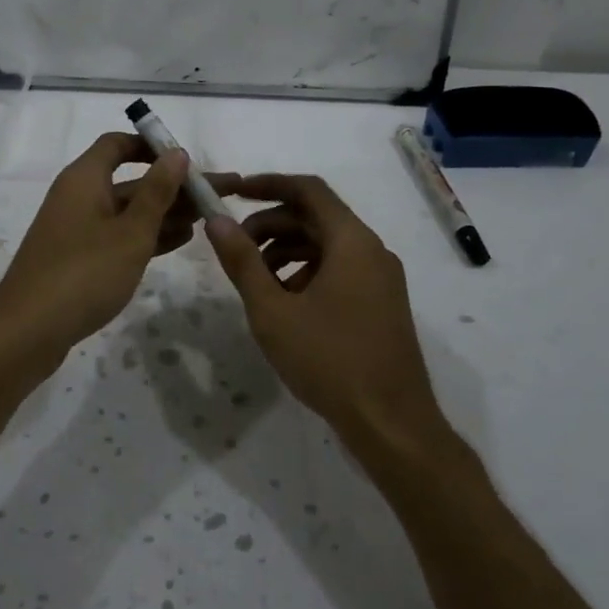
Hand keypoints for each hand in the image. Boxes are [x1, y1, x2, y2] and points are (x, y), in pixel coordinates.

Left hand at [0, 134, 193, 372]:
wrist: (28, 331)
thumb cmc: (84, 273)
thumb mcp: (131, 232)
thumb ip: (157, 192)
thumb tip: (176, 153)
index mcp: (85, 179)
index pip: (117, 144)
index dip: (152, 146)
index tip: (187, 160)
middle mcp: (79, 196)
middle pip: (130, 181)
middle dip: (173, 187)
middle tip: (218, 195)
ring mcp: (77, 229)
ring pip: (127, 211)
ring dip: (165, 213)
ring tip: (207, 220)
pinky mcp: (78, 258)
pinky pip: (118, 236)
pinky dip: (146, 236)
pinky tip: (179, 241)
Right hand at [205, 174, 443, 447]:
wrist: (392, 424)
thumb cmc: (329, 361)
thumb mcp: (273, 311)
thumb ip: (242, 261)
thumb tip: (216, 220)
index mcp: (352, 241)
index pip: (308, 190)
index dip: (268, 184)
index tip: (233, 192)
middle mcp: (372, 250)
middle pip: (316, 217)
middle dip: (272, 224)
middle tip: (236, 246)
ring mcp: (381, 278)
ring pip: (327, 245)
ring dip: (287, 250)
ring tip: (255, 279)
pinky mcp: (381, 303)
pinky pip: (340, 269)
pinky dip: (307, 272)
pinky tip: (284, 302)